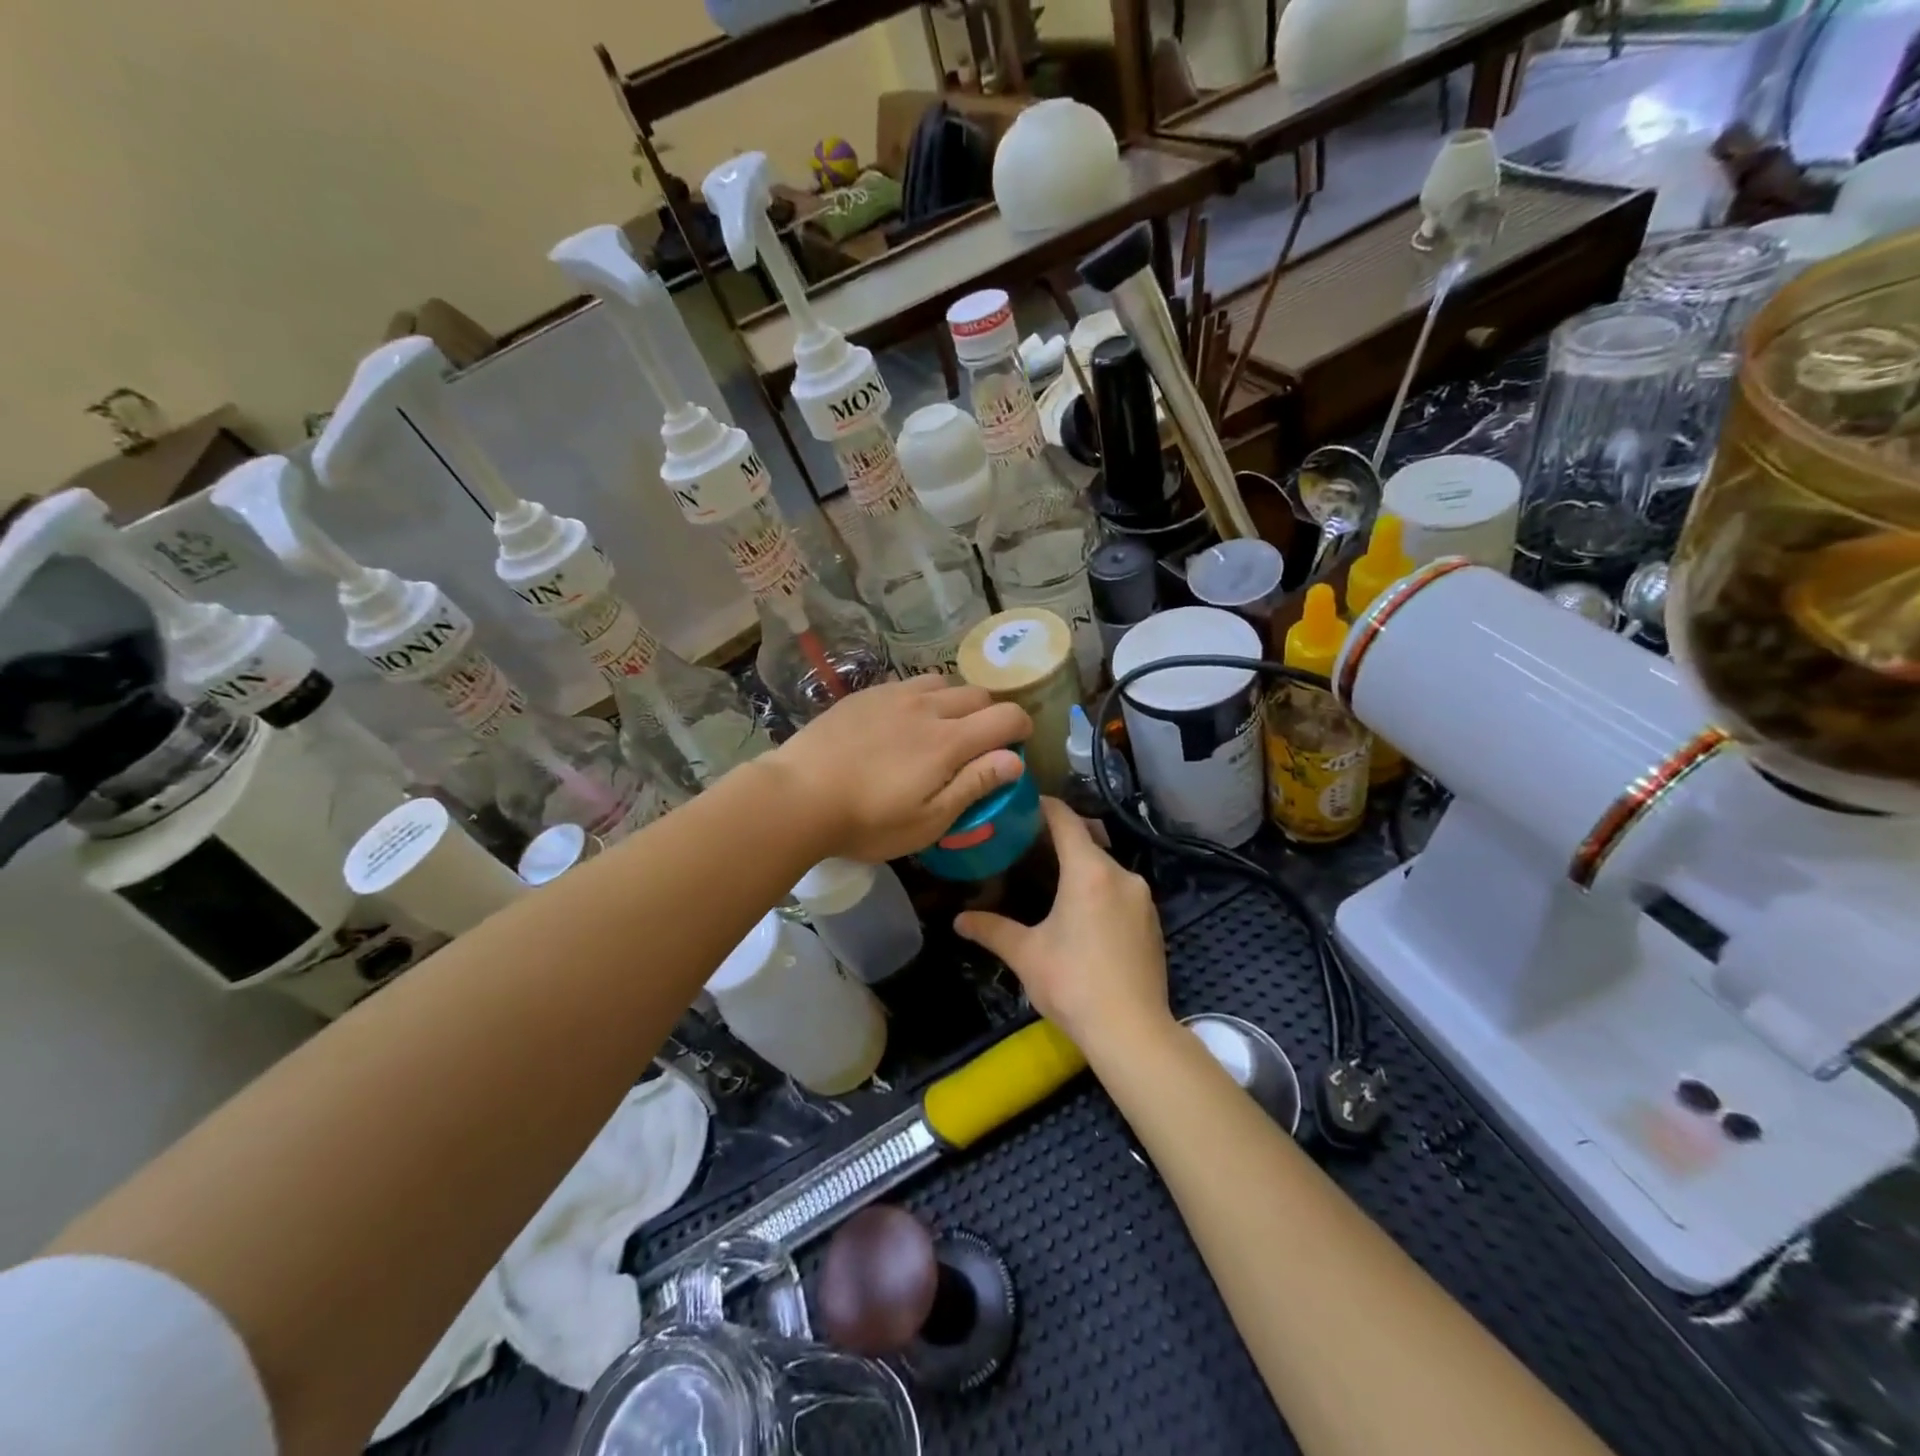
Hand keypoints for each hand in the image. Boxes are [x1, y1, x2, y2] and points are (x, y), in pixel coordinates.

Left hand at [767, 677, 1030, 862]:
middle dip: (990, 714)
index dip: (1021, 728)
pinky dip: (921, 697)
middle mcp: (927, 707)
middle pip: (978, 694)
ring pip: (942, 682)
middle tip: (978, 744)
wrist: (798, 795)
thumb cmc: (868, 820)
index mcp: (949, 741)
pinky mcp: (865, 694)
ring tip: (941, 728)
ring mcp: (893, 695)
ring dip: (955, 701)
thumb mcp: (929, 819)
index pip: (1006, 716)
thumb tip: (1016, 759)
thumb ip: (975, 785)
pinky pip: (908, 684)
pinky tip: (902, 721)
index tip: (1017, 746)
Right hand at [955, 799, 1169, 1052]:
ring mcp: (1143, 898)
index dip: (1044, 806)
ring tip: (1053, 880)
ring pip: (1106, 868)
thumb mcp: (1026, 954)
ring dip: (1082, 868)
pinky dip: (1101, 890)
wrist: (1132, 1031)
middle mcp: (1122, 875)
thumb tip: (959, 921)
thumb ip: (992, 930)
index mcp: (1089, 872)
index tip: (1023, 802)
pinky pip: (1122, 891)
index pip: (1066, 821)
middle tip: (1028, 845)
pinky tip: (1083, 914)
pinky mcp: (1154, 921)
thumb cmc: (1073, 984)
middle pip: (1088, 841)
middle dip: (1060, 839)